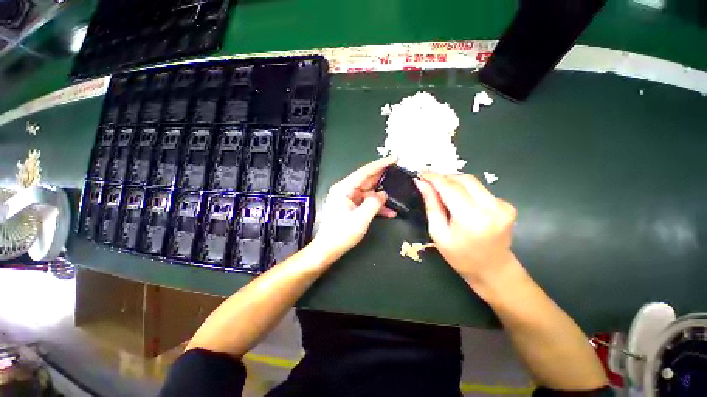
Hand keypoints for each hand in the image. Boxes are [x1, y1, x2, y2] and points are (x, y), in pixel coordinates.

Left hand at [312, 157, 397, 260]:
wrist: (328, 249)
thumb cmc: (341, 234)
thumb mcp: (360, 218)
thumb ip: (374, 203)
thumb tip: (383, 194)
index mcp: (344, 189)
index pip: (364, 172)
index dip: (380, 164)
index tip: (393, 158)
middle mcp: (346, 190)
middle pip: (367, 180)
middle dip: (383, 178)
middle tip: (399, 172)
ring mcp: (349, 199)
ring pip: (369, 192)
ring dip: (382, 196)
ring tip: (398, 194)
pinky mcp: (352, 207)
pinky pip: (366, 202)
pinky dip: (377, 206)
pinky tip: (390, 211)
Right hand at [414, 173, 518, 286]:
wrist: (494, 271)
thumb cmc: (460, 257)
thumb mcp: (438, 233)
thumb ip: (431, 205)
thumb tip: (421, 183)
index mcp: (472, 219)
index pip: (450, 187)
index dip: (434, 177)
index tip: (420, 172)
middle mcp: (491, 208)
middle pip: (463, 179)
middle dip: (444, 177)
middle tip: (429, 181)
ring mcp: (503, 205)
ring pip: (472, 181)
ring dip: (454, 182)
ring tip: (440, 189)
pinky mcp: (507, 205)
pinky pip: (480, 189)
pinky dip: (465, 189)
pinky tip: (458, 199)